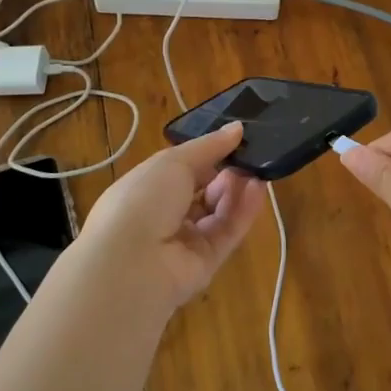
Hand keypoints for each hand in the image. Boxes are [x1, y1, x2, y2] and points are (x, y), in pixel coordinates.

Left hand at [78, 122, 263, 312]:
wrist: (131, 263)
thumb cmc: (144, 199)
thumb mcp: (173, 161)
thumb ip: (209, 146)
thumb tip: (237, 128)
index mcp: (148, 188)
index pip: (183, 169)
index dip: (208, 154)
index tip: (236, 139)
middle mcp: (165, 215)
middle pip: (204, 191)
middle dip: (226, 172)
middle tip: (249, 156)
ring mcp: (185, 241)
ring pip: (218, 212)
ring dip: (237, 190)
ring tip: (257, 170)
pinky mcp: (206, 263)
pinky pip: (227, 233)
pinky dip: (243, 211)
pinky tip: (258, 189)